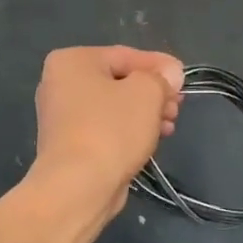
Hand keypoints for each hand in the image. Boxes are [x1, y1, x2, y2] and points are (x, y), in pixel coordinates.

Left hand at [33, 46, 183, 217]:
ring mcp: (61, 116)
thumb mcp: (146, 93)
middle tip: (178, 105)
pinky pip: (104, 128)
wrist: (77, 187)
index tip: (182, 77)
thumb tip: (170, 74)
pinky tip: (151, 140)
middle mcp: (59, 83)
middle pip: (118, 81)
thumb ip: (161, 78)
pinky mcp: (68, 145)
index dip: (158, 65)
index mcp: (71, 61)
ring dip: (144, 113)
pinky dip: (128, 130)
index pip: (124, 55)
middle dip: (152, 92)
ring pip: (113, 106)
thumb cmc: (110, 129)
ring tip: (169, 125)